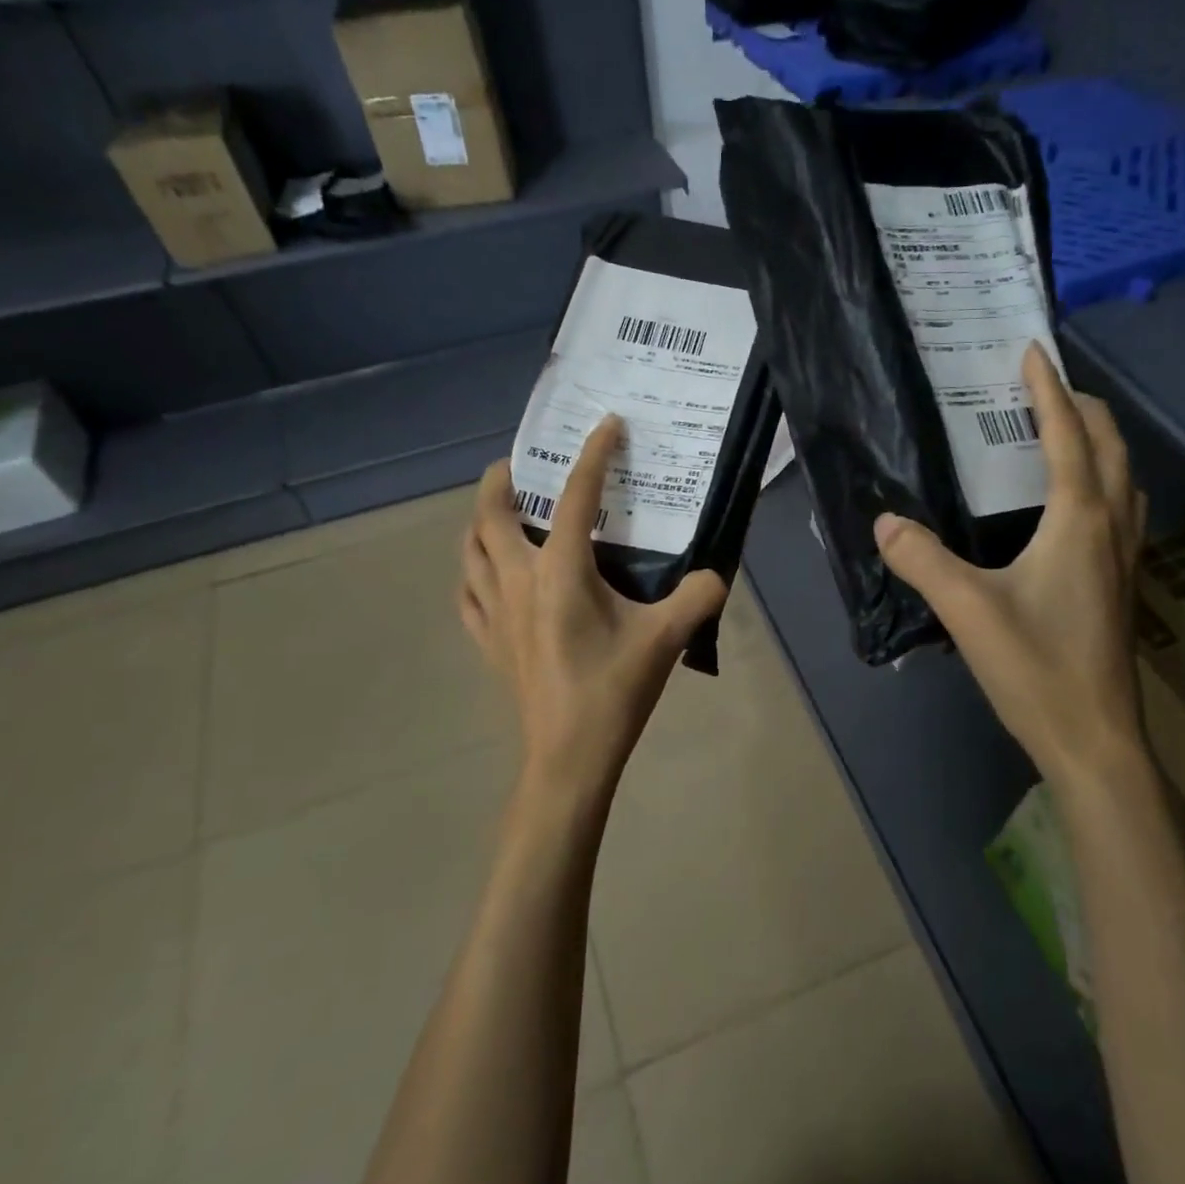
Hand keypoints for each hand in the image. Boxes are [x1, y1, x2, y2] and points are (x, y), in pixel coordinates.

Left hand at [460, 417, 727, 803]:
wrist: (568, 758)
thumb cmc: (613, 691)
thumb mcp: (665, 639)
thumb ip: (697, 597)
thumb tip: (716, 574)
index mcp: (560, 572)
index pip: (576, 497)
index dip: (593, 455)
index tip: (606, 425)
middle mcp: (518, 580)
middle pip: (491, 512)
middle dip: (503, 478)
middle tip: (527, 465)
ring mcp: (495, 612)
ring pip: (470, 548)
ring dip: (482, 520)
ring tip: (506, 511)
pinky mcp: (488, 641)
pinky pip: (468, 591)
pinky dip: (474, 569)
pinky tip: (489, 573)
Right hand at [874, 344, 1148, 799]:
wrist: (1094, 738)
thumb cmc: (1036, 667)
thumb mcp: (967, 609)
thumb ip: (922, 559)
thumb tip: (884, 522)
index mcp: (1080, 520)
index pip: (1067, 435)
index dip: (1048, 389)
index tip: (1031, 351)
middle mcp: (1112, 527)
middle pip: (1110, 445)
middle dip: (1081, 406)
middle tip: (1043, 386)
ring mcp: (1125, 558)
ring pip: (1124, 477)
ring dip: (1099, 442)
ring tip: (1061, 433)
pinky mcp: (1121, 584)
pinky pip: (1120, 508)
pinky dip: (1102, 480)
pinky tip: (1074, 503)